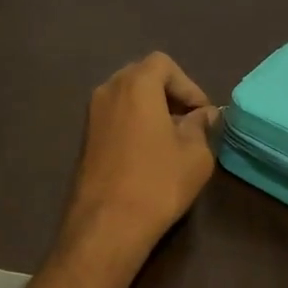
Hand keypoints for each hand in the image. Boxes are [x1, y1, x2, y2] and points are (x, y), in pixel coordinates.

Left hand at [60, 52, 219, 265]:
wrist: (107, 224)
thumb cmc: (157, 183)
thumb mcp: (195, 154)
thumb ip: (201, 127)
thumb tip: (202, 115)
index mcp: (135, 85)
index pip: (163, 64)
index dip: (188, 85)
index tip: (201, 114)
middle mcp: (107, 91)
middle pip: (142, 77)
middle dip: (168, 94)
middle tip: (189, 122)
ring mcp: (91, 115)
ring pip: (126, 98)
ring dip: (150, 109)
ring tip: (172, 139)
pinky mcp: (85, 138)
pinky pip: (114, 117)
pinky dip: (133, 123)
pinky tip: (149, 153)